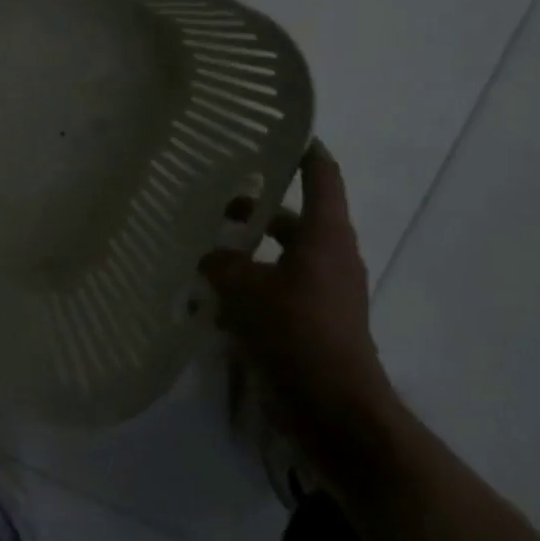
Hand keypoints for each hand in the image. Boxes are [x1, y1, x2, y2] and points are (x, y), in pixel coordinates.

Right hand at [201, 141, 393, 474]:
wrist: (335, 410)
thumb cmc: (297, 334)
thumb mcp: (246, 291)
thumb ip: (221, 265)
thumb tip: (206, 255)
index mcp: (324, 236)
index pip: (321, 176)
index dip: (306, 150)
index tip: (281, 131)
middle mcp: (329, 257)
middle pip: (293, 217)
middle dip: (256, 208)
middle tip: (215, 197)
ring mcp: (323, 291)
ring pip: (281, 256)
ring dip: (249, 250)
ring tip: (204, 247)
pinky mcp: (312, 321)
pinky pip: (277, 289)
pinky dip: (250, 286)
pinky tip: (212, 297)